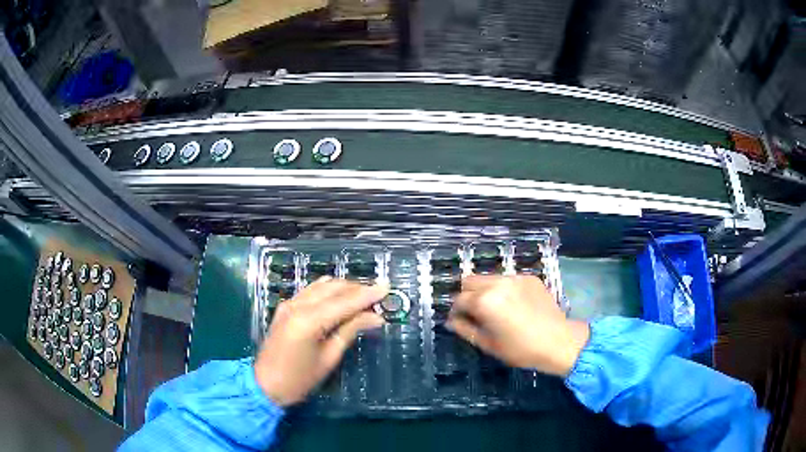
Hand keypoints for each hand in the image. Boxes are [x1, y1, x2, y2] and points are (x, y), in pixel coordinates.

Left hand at [254, 278, 386, 405]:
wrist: (264, 384)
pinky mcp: (285, 306)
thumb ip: (350, 331)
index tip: (387, 287)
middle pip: (334, 288)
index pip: (345, 301)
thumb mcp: (329, 358)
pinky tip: (340, 297)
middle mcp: (297, 305)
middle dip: (358, 289)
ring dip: (344, 287)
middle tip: (379, 295)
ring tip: (364, 296)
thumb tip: (375, 317)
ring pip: (322, 285)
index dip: (368, 294)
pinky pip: (310, 290)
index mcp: (309, 321)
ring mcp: (289, 303)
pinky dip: (328, 290)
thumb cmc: (299, 379)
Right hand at [447, 275, 588, 376]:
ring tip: (496, 309)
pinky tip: (515, 305)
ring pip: (489, 278)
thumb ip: (465, 330)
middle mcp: (498, 283)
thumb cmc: (520, 349)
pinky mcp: (530, 277)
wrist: (558, 341)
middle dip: (467, 296)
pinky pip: (508, 280)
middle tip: (476, 313)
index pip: (458, 299)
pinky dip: (505, 290)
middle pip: (470, 281)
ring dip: (486, 291)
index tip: (459, 321)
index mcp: (485, 301)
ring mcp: (515, 278)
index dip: (455, 311)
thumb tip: (451, 321)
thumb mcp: (488, 344)